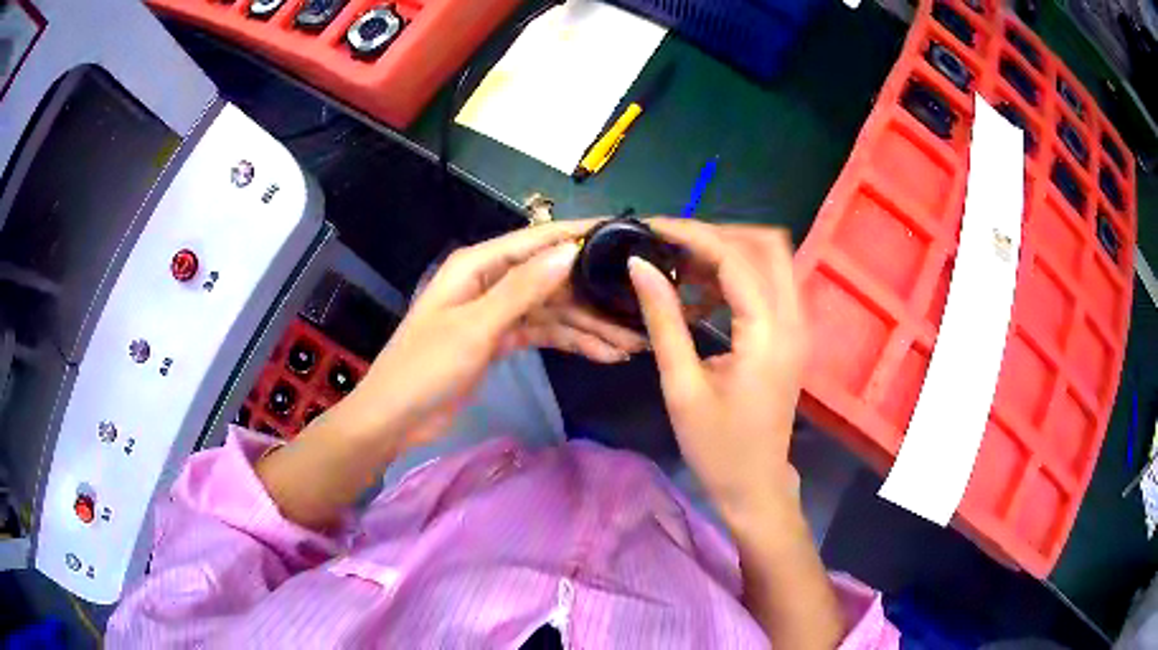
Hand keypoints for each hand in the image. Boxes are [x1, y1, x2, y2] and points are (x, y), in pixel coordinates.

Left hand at [258, 221, 644, 529]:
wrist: (396, 417)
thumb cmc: (426, 368)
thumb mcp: (475, 327)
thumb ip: (522, 289)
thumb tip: (567, 251)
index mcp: (479, 265)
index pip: (538, 240)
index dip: (580, 235)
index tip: (623, 235)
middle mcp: (492, 281)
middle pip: (552, 279)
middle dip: (593, 296)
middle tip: (638, 313)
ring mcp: (497, 312)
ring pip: (553, 310)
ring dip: (589, 325)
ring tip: (630, 343)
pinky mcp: (501, 340)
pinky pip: (543, 333)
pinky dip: (571, 342)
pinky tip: (603, 353)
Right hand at [628, 219, 806, 521]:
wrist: (756, 485)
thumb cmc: (717, 447)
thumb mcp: (681, 386)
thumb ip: (663, 319)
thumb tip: (639, 266)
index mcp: (769, 334)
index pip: (735, 259)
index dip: (692, 234)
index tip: (652, 228)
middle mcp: (794, 319)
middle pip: (767, 244)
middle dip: (717, 233)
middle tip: (671, 244)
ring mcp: (798, 325)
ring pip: (771, 259)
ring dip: (728, 251)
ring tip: (680, 264)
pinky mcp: (791, 334)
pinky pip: (769, 283)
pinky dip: (736, 274)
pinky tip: (701, 292)